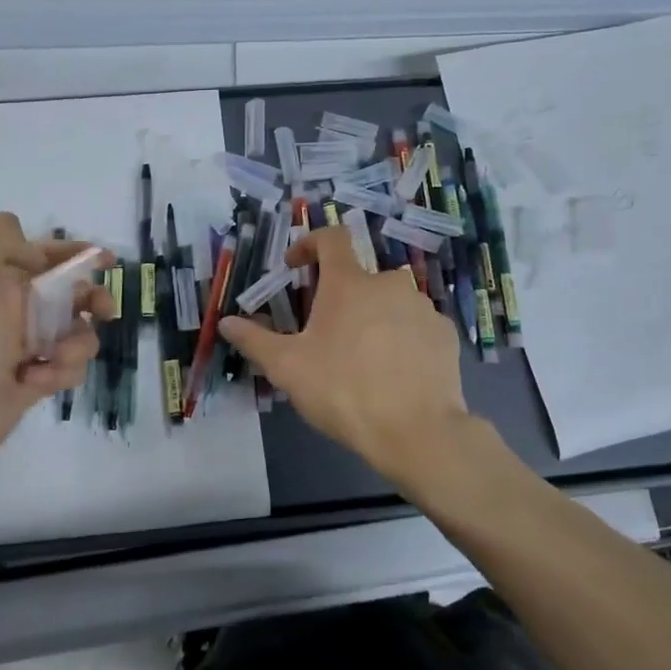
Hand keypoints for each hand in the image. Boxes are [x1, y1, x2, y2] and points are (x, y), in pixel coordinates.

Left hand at [0, 213, 111, 467]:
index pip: (47, 254)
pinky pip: (72, 366)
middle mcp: (16, 306)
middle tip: (104, 310)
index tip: (108, 260)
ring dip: (76, 343)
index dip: (78, 253)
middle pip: (74, 293)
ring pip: (79, 332)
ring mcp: (30, 342)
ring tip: (55, 356)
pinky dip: (60, 371)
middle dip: (94, 299)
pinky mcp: (40, 375)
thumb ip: (2, 235)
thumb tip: (32, 248)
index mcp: (2, 276)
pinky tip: (35, 378)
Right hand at [218, 226, 467, 491]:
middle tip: (324, 333)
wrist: (417, 432)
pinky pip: (415, 326)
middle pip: (358, 278)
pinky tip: (392, 371)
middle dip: (339, 297)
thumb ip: (254, 340)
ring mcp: (423, 308)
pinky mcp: (445, 335)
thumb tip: (226, 322)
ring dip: (371, 318)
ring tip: (360, 358)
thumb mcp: (287, 368)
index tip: (295, 267)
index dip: (309, 243)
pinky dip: (400, 338)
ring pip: (389, 303)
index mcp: (349, 283)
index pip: (331, 238)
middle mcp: (390, 284)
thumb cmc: (343, 390)